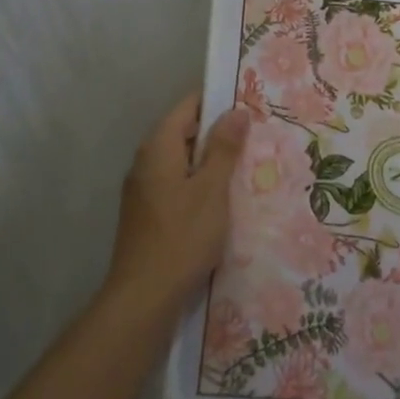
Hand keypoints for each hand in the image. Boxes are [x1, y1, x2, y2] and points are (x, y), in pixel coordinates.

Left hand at [103, 93, 249, 312]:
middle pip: (184, 132)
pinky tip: (225, 197)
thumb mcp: (212, 189)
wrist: (143, 299)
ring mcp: (144, 189)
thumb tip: (236, 110)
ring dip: (211, 160)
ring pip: (182, 161)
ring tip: (247, 163)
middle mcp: (146, 161)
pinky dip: (200, 183)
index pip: (188, 106)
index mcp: (158, 147)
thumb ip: (224, 148)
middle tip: (256, 133)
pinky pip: (178, 184)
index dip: (217, 100)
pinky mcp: (148, 214)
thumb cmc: (182, 237)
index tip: (248, 101)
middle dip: (218, 131)